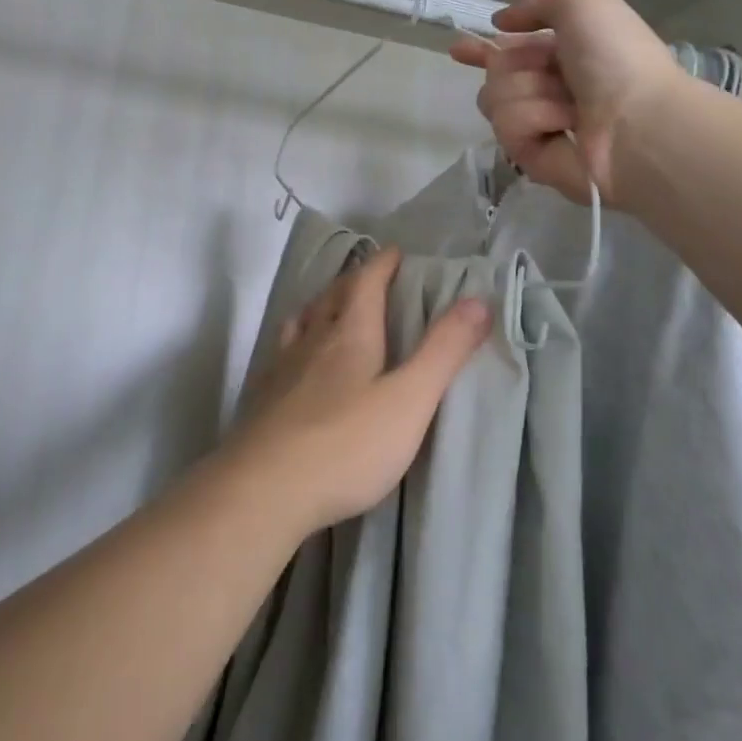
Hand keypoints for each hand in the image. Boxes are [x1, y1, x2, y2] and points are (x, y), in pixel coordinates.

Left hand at [221, 247, 491, 538]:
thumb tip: (478, 301)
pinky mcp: (264, 397)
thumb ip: (443, 352)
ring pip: (303, 321)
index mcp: (349, 333)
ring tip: (331, 309)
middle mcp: (312, 340)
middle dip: (354, 281)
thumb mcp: (409, 400)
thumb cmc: (346, 444)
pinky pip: (282, 351)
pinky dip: (296, 341)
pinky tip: (296, 362)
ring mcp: (282, 367)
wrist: (264, 489)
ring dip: (321, 307)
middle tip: (370, 277)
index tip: (395, 251)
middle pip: (332, 297)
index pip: (365, 283)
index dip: (382, 264)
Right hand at [449, 0, 689, 211]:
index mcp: (566, 54)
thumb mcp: (583, 1)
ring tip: (567, 106)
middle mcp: (551, 88)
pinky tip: (561, 126)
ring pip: (493, 97)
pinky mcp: (530, 157)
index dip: (484, 50)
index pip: (513, 50)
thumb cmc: (616, 57)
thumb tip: (502, 23)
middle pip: (496, 72)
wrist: (638, 123)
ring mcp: (540, 124)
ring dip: (528, 92)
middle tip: (549, 74)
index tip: (458, 49)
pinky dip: (533, 119)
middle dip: (514, 65)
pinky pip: (505, 126)